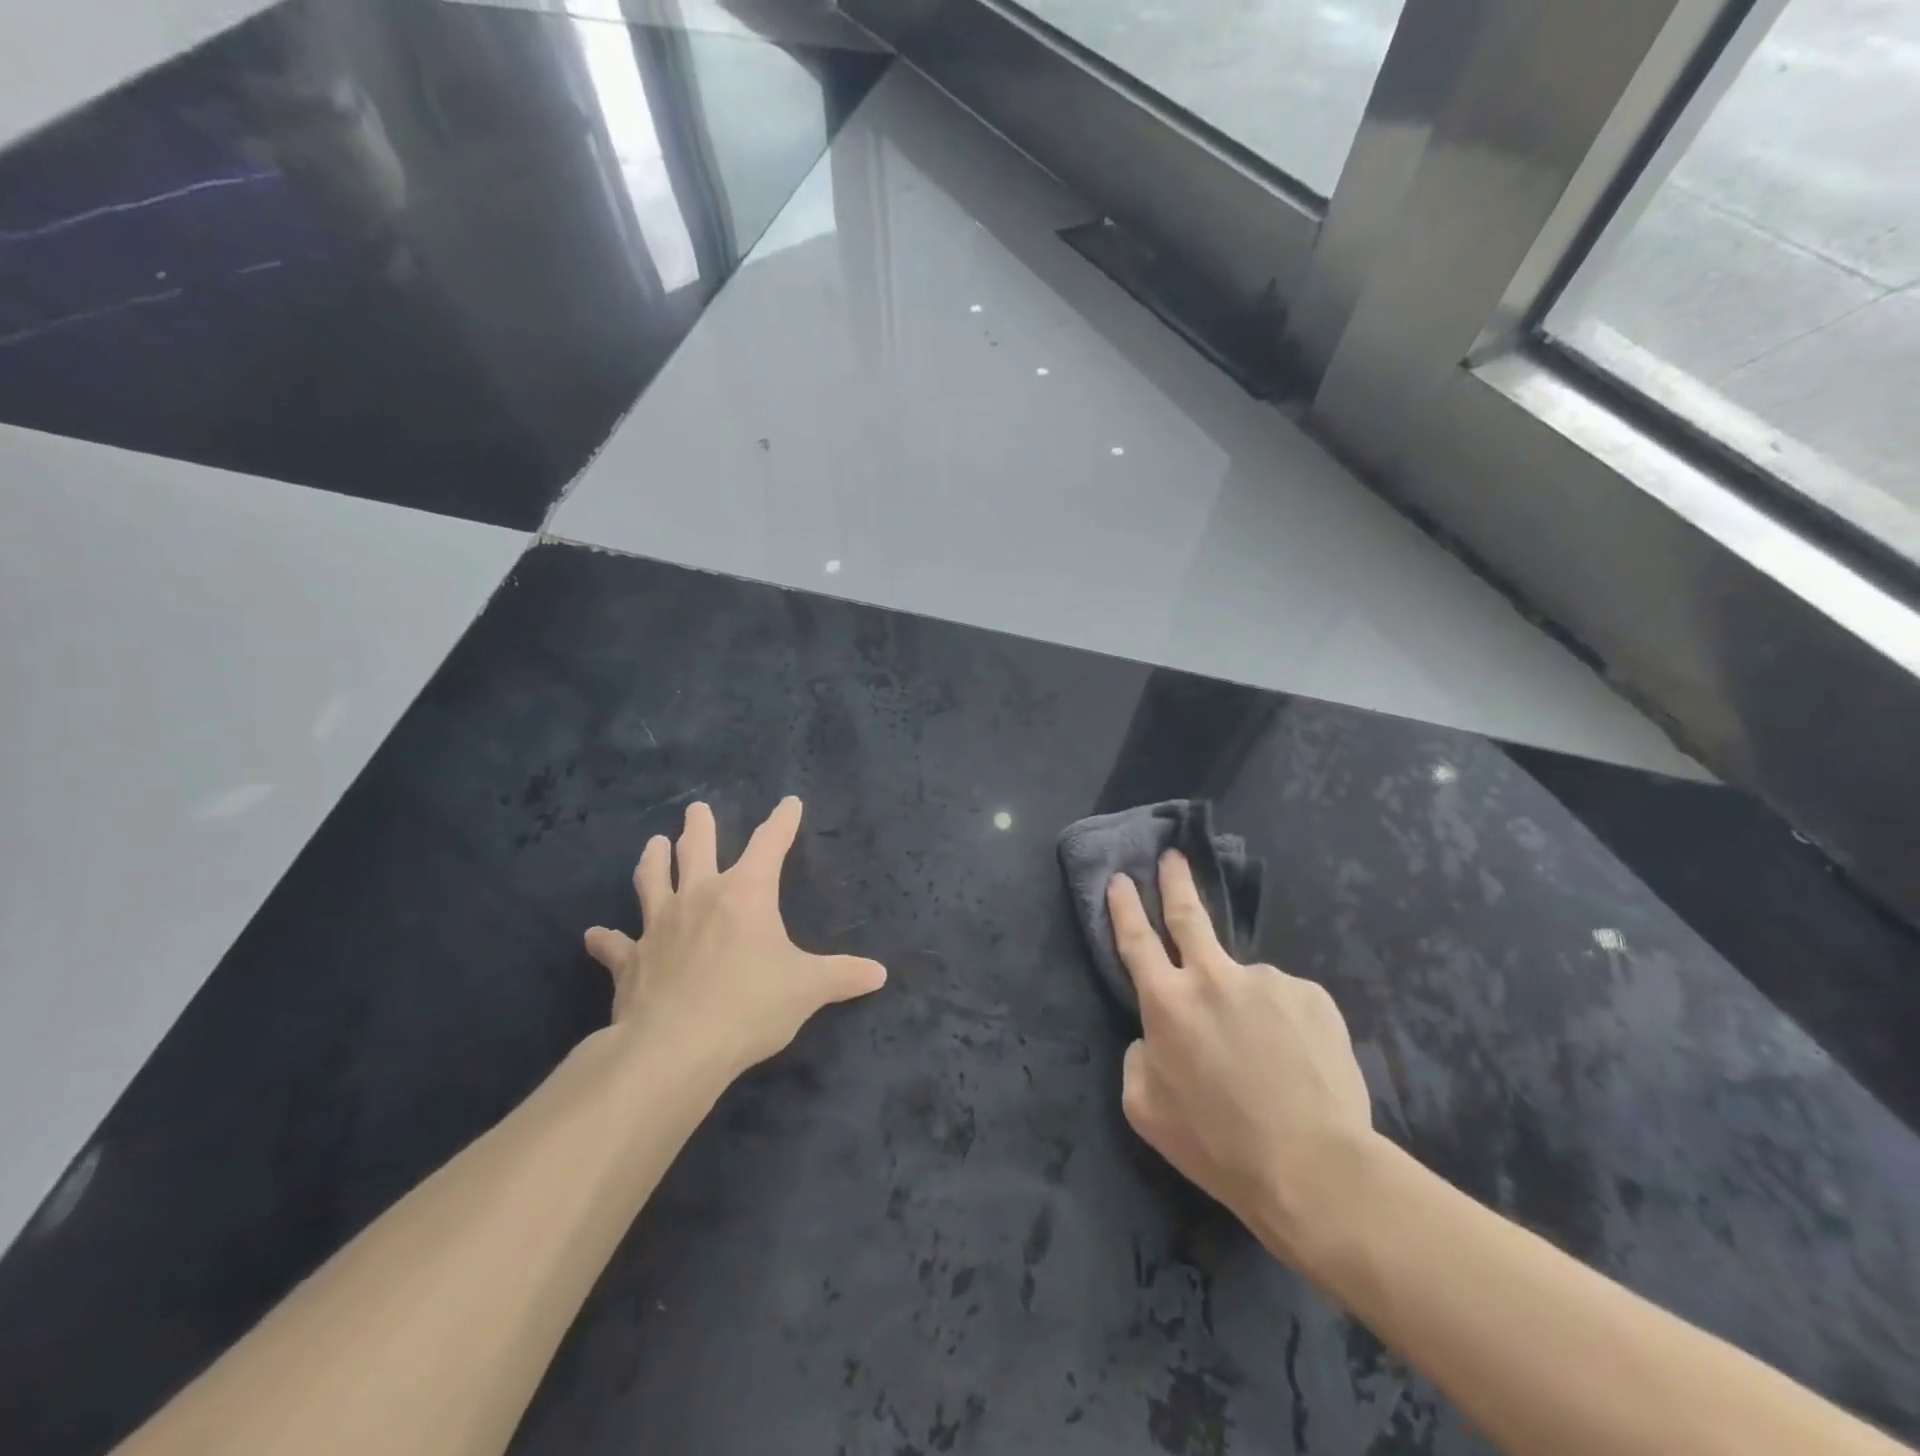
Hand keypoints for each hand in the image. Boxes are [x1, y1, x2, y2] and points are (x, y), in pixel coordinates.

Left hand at [584, 798, 886, 1076]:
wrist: (676, 1048)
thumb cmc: (750, 1005)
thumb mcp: (808, 989)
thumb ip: (843, 976)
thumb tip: (880, 974)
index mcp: (745, 893)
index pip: (769, 844)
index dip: (782, 821)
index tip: (789, 803)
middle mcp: (699, 897)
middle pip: (697, 849)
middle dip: (699, 826)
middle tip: (696, 809)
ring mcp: (659, 926)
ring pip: (652, 880)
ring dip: (652, 861)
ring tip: (651, 844)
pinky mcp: (631, 960)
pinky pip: (615, 945)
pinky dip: (605, 940)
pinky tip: (594, 935)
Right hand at [1111, 852, 1374, 1267]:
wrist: (1313, 1167)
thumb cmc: (1218, 1144)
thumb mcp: (1146, 1110)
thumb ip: (1138, 1058)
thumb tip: (1154, 1036)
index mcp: (1167, 1002)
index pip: (1136, 940)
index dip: (1124, 907)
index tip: (1120, 879)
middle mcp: (1213, 977)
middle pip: (1188, 915)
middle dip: (1175, 881)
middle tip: (1174, 857)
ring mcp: (1266, 980)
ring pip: (1245, 983)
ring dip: (1246, 1007)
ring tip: (1267, 1061)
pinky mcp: (1312, 995)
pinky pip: (1287, 1003)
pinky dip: (1284, 1024)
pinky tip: (1296, 1063)